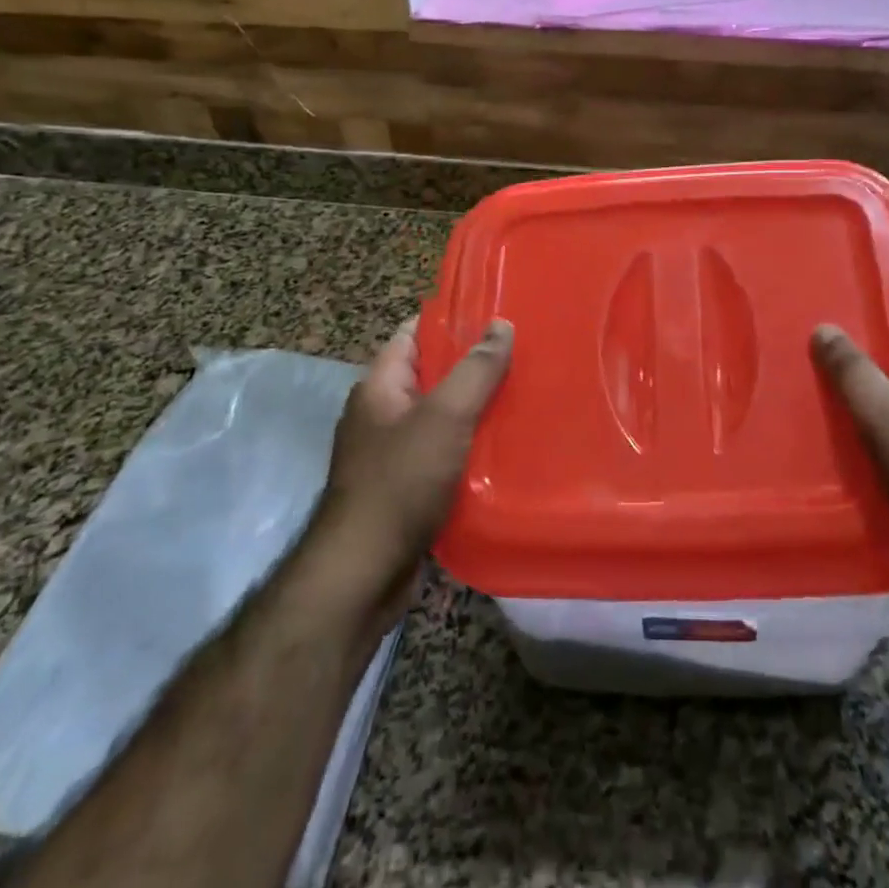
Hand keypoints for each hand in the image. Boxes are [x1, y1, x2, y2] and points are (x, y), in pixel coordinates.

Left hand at [307, 317, 513, 631]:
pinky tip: (505, 448)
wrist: (364, 573)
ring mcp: (392, 453)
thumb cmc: (400, 482)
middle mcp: (382, 414)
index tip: (496, 314)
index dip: (451, 319)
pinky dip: (470, 447)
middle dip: (474, 366)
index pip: (414, 333)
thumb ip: (475, 370)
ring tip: (524, 397)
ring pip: (442, 416)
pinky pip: (444, 453)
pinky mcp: (407, 488)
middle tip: (522, 356)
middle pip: (432, 374)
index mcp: (380, 386)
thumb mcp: (444, 416)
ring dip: (476, 409)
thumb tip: (501, 325)